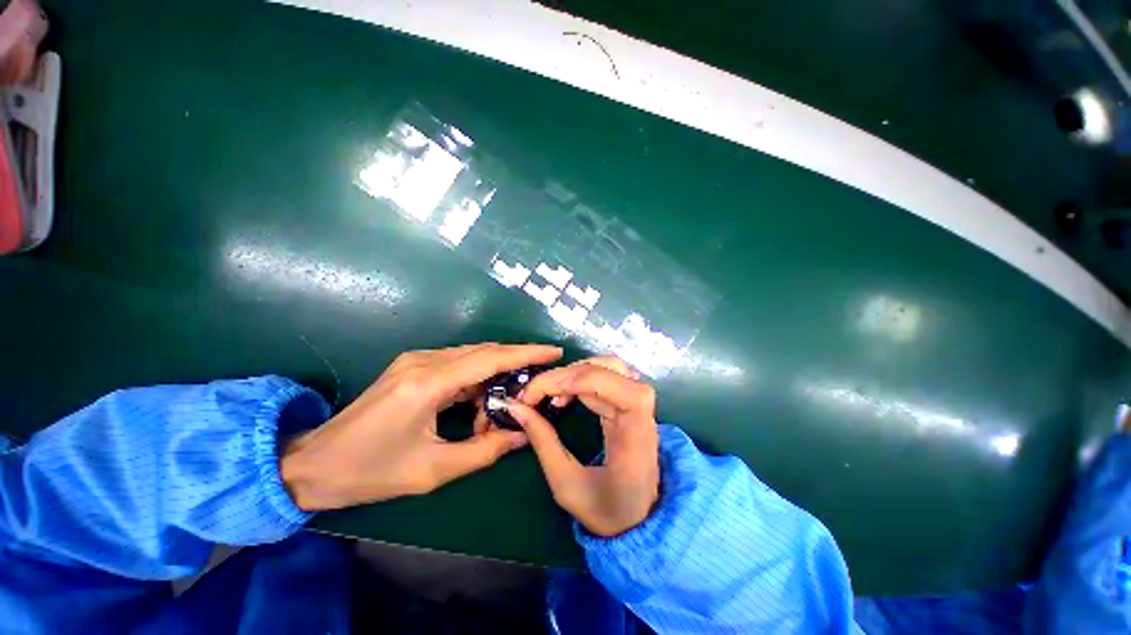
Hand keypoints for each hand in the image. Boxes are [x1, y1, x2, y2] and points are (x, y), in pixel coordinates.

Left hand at [281, 343, 562, 510]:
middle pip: (484, 352)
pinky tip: (479, 401)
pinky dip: (476, 380)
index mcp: (428, 383)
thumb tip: (522, 436)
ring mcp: (417, 360)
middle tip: (538, 381)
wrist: (312, 464)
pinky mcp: (413, 366)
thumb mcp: (433, 470)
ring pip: (472, 357)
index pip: (490, 358)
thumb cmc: (370, 472)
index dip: (526, 353)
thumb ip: (484, 451)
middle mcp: (425, 361)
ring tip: (506, 403)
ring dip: (494, 376)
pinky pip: (457, 364)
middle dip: (515, 363)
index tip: (555, 352)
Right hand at [506, 359, 659, 536]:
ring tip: (548, 394)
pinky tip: (562, 397)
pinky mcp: (627, 403)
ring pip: (606, 367)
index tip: (535, 395)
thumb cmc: (607, 510)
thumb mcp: (567, 484)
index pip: (610, 382)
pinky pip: (604, 378)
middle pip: (607, 368)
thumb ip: (543, 442)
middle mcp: (641, 409)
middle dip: (565, 375)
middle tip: (535, 394)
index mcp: (636, 430)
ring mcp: (636, 404)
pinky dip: (578, 381)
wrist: (638, 520)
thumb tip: (517, 408)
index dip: (572, 379)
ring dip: (572, 374)